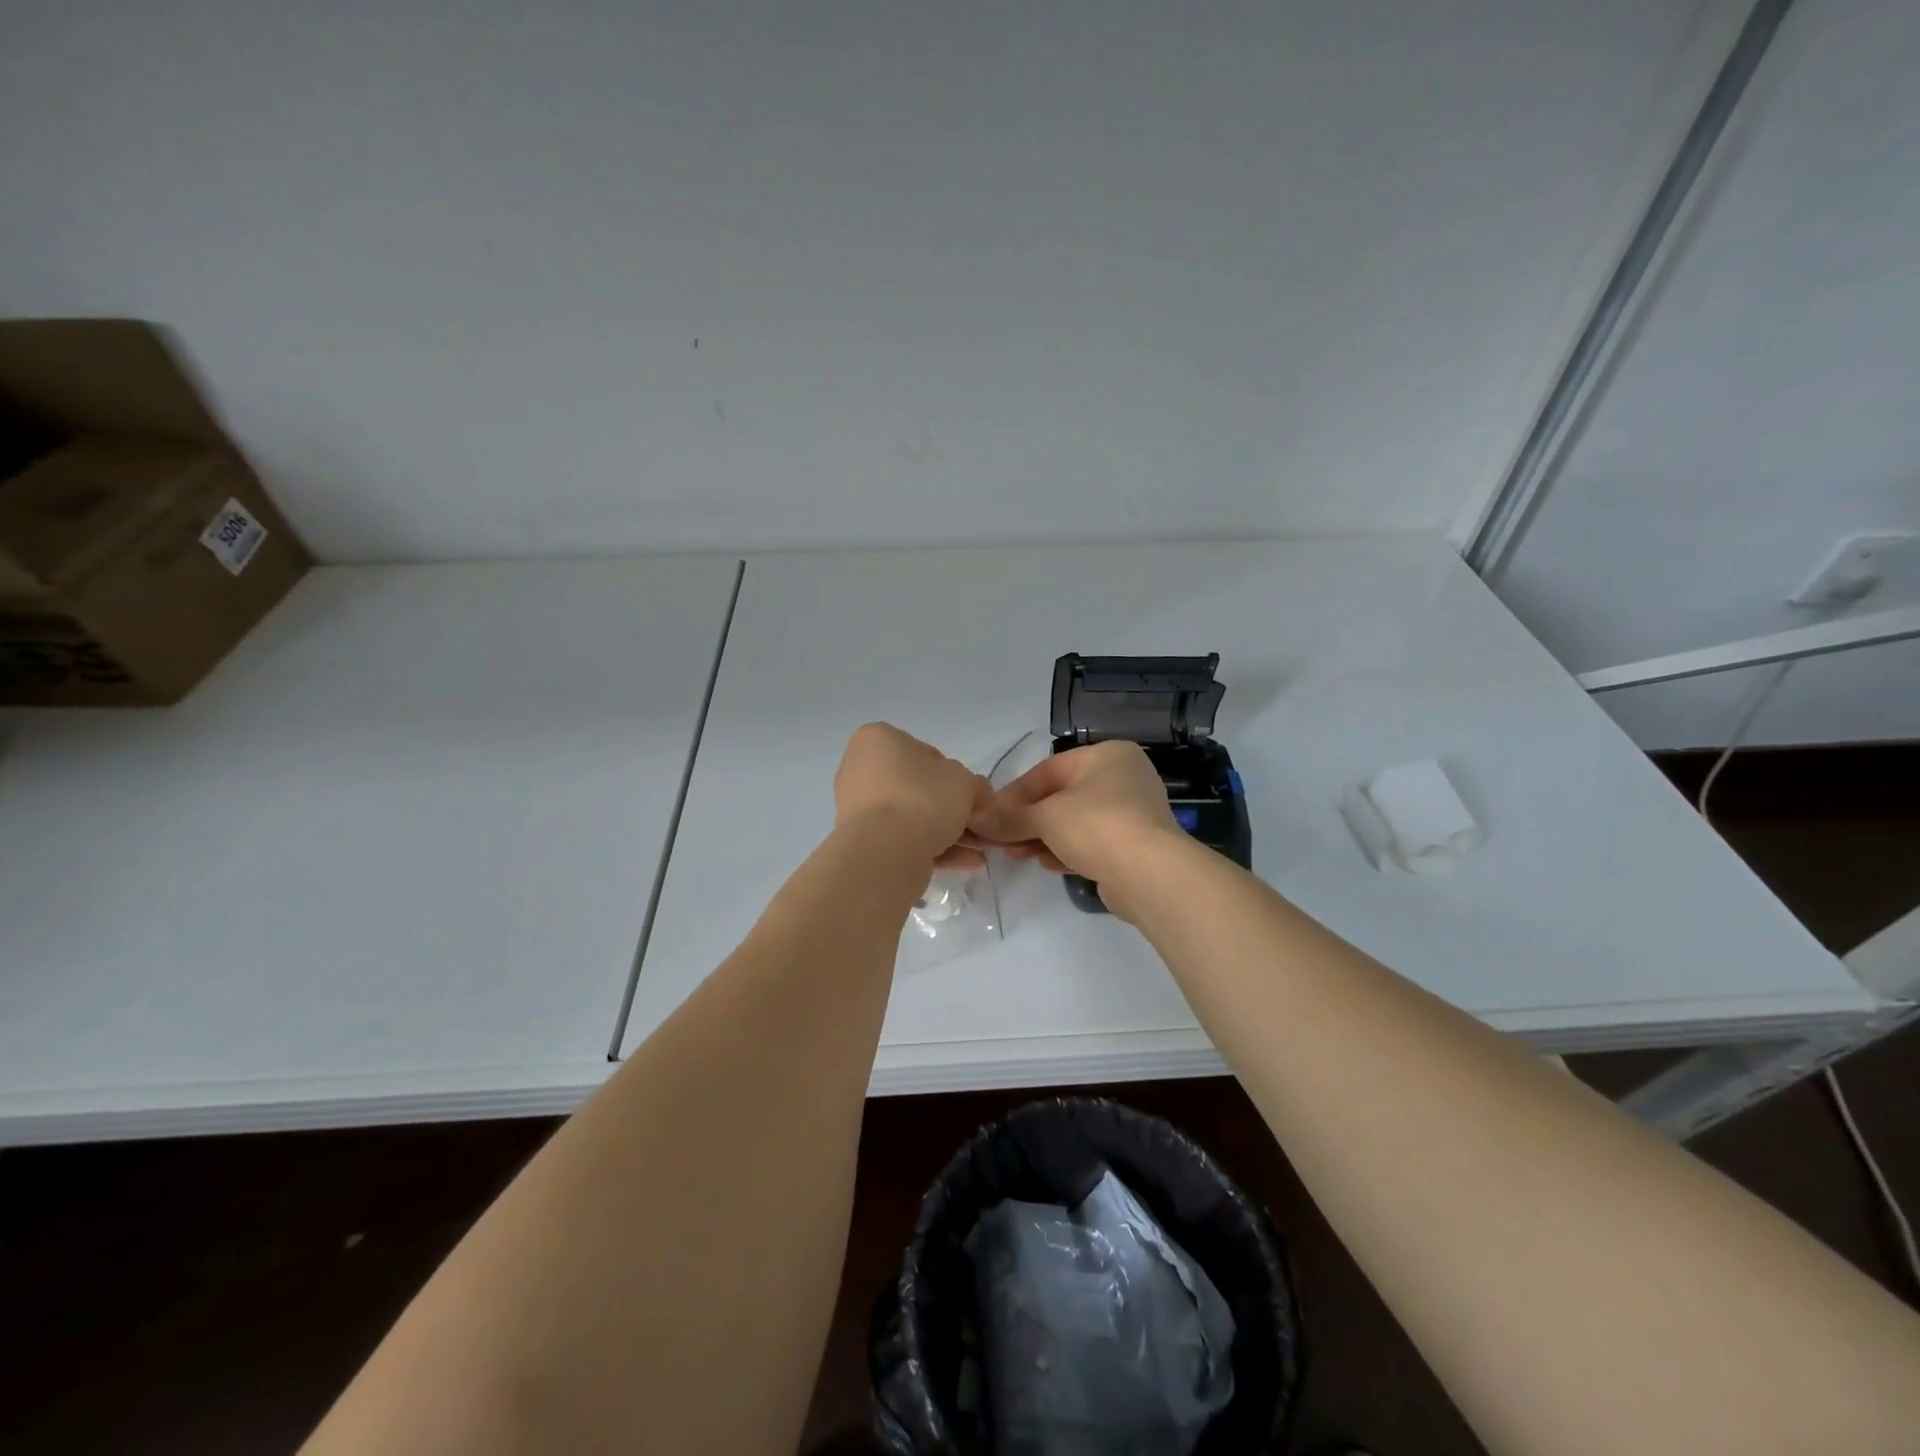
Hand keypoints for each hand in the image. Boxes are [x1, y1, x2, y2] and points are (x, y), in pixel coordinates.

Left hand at [834, 723, 991, 868]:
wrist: (886, 852)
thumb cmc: (923, 798)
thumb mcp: (964, 781)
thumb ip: (974, 784)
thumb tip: (976, 795)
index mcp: (878, 739)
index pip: (926, 753)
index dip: (955, 777)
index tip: (972, 798)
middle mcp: (860, 768)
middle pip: (917, 788)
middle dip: (950, 809)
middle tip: (977, 826)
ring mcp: (856, 807)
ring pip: (910, 816)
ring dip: (945, 832)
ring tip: (976, 850)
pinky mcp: (860, 840)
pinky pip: (901, 839)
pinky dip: (931, 848)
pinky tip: (964, 862)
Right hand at [969, 741, 1186, 914]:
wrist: (1150, 875)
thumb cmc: (1097, 826)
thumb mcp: (1045, 817)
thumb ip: (1009, 817)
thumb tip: (975, 819)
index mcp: (1107, 755)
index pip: (1048, 770)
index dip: (1014, 794)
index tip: (990, 815)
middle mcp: (1123, 778)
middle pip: (1061, 796)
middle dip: (1027, 819)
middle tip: (1000, 839)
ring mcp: (1132, 813)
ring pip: (1074, 822)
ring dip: (1042, 837)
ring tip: (1015, 854)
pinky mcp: (1133, 846)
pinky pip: (1091, 842)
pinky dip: (1065, 850)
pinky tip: (1044, 863)